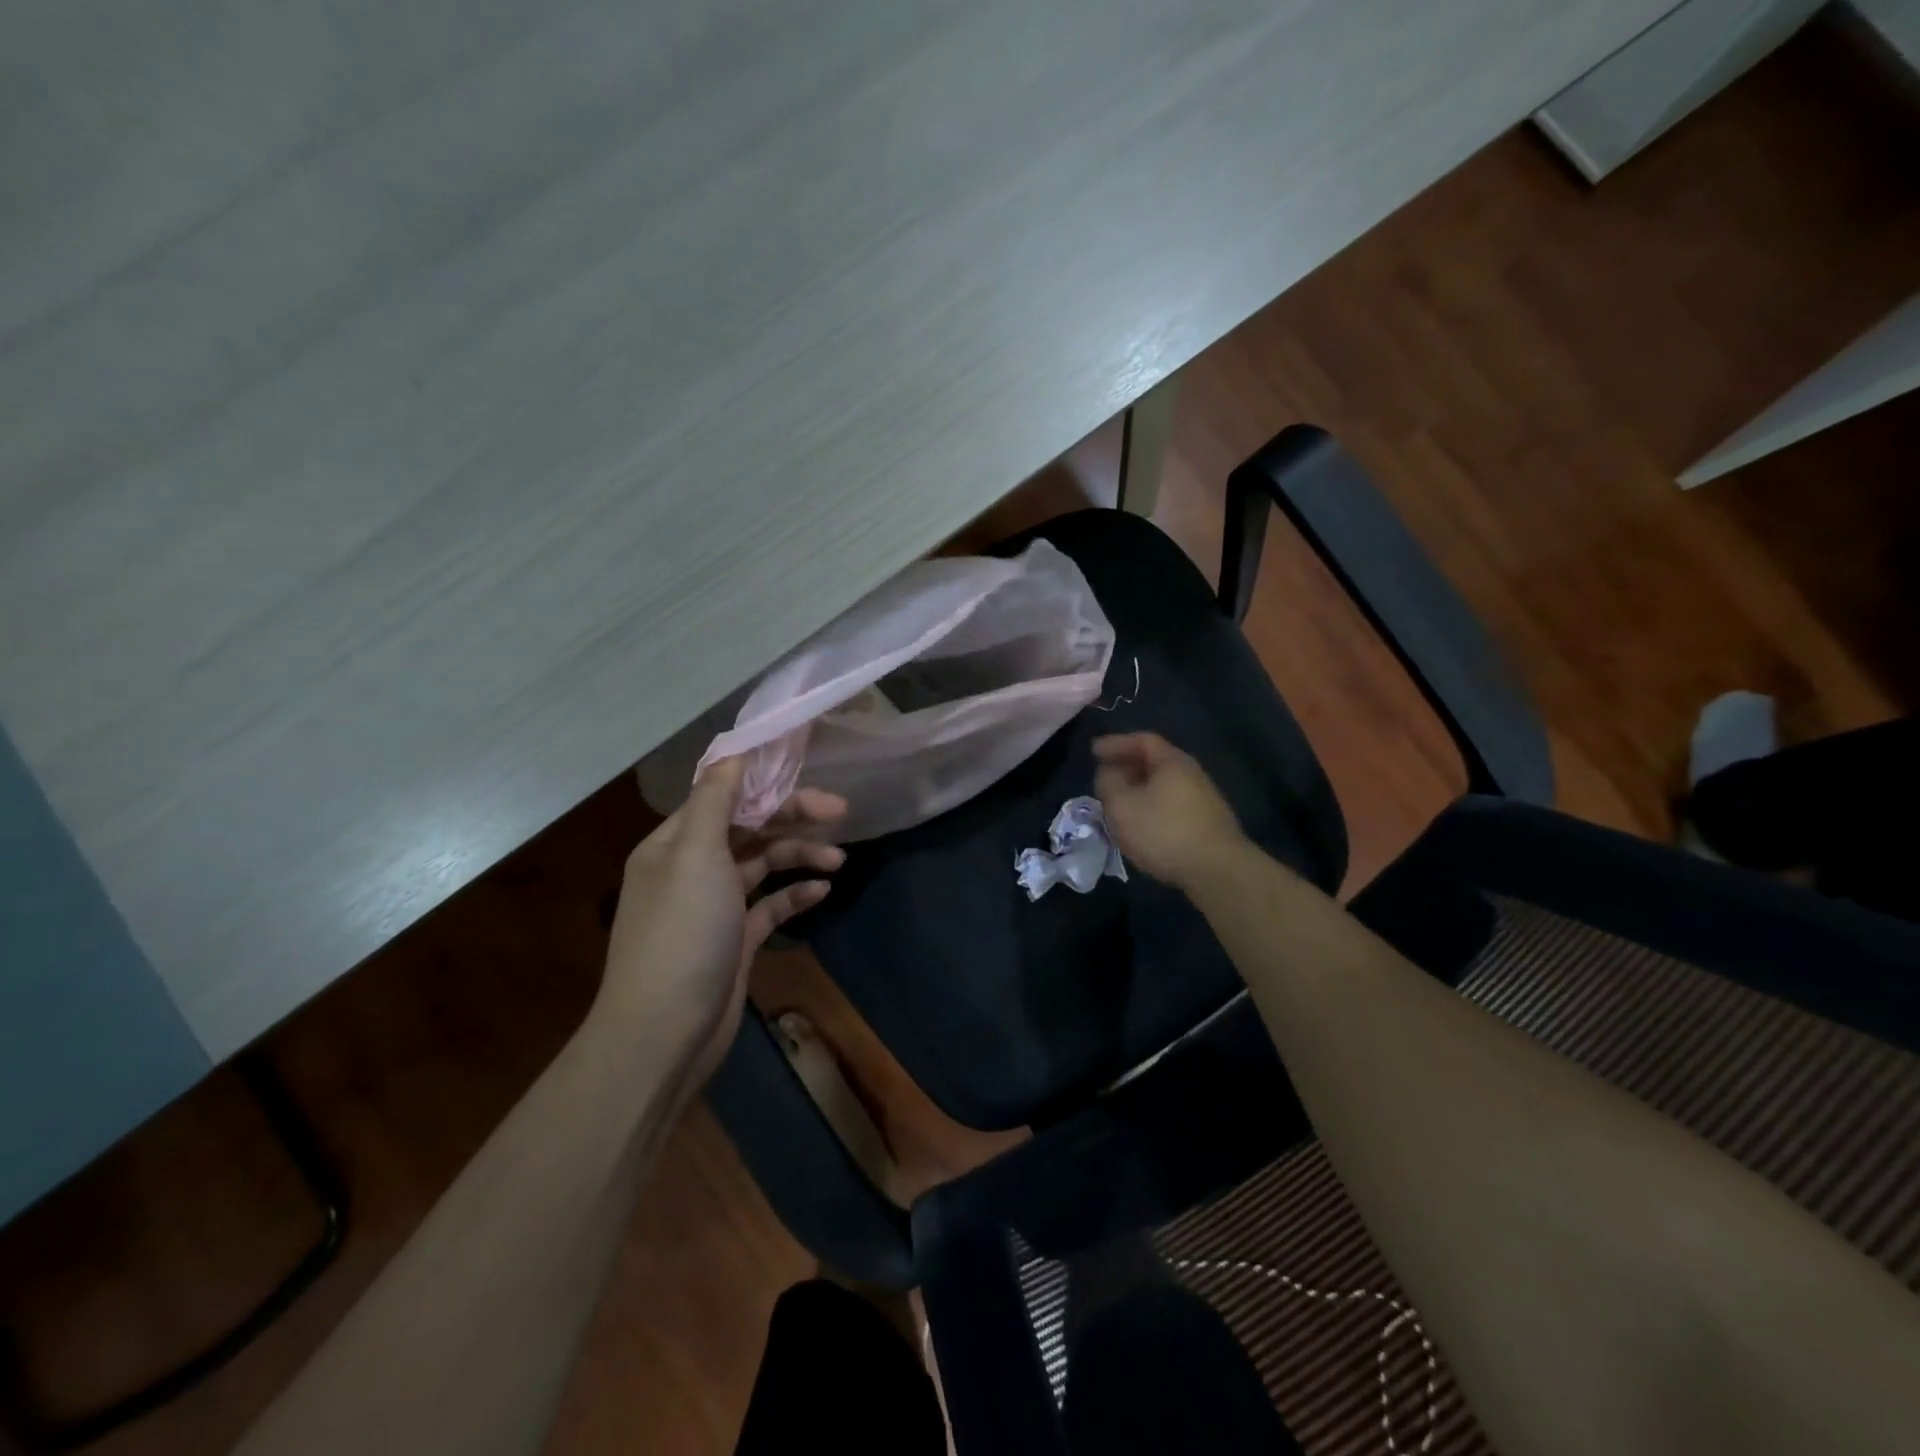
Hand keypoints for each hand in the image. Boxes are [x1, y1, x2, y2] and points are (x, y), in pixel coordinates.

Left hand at [596, 757, 845, 1080]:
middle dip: (792, 815)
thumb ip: (716, 799)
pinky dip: (795, 894)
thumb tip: (733, 750)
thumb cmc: (681, 933)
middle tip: (840, 809)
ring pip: (763, 865)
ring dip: (799, 854)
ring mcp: (714, 906)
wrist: (664, 1033)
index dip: (763, 779)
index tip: (806, 766)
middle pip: (748, 827)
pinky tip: (822, 892)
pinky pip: (770, 905)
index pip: (722, 795)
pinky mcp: (735, 940)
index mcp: (675, 843)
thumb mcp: (695, 855)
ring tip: (839, 858)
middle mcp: (692, 868)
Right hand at [1093, 732, 1247, 889]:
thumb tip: (1108, 773)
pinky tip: (1142, 826)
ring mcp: (1204, 799)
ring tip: (1119, 804)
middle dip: (1126, 767)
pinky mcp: (1207, 823)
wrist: (1218, 871)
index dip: (1116, 743)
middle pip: (1155, 762)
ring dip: (1138, 790)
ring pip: (1163, 786)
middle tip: (1104, 778)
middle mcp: (1192, 774)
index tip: (1093, 751)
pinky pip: (1171, 805)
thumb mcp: (1121, 805)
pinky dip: (1152, 807)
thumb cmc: (1164, 832)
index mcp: (1172, 762)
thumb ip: (1108, 783)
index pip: (1142, 740)